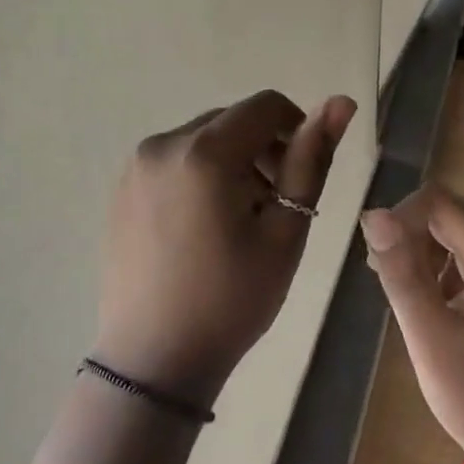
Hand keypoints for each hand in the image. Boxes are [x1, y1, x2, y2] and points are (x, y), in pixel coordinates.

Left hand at [98, 90, 356, 404]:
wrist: (153, 362)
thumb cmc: (231, 299)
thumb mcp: (285, 231)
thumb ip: (311, 160)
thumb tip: (341, 102)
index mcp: (204, 152)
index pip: (266, 106)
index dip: (297, 130)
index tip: (301, 176)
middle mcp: (163, 144)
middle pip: (233, 120)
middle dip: (264, 148)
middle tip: (275, 206)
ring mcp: (136, 166)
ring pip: (204, 139)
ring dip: (234, 161)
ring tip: (241, 220)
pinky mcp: (123, 188)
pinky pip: (176, 159)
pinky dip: (202, 174)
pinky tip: (205, 226)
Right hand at [361, 185, 463, 463]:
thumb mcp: (430, 339)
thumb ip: (402, 273)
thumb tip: (373, 216)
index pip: (439, 203)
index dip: (400, 218)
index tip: (377, 257)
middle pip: (451, 210)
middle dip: (411, 234)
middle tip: (384, 276)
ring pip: (458, 226)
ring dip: (424, 248)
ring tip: (403, 290)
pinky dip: (443, 262)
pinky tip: (429, 296)